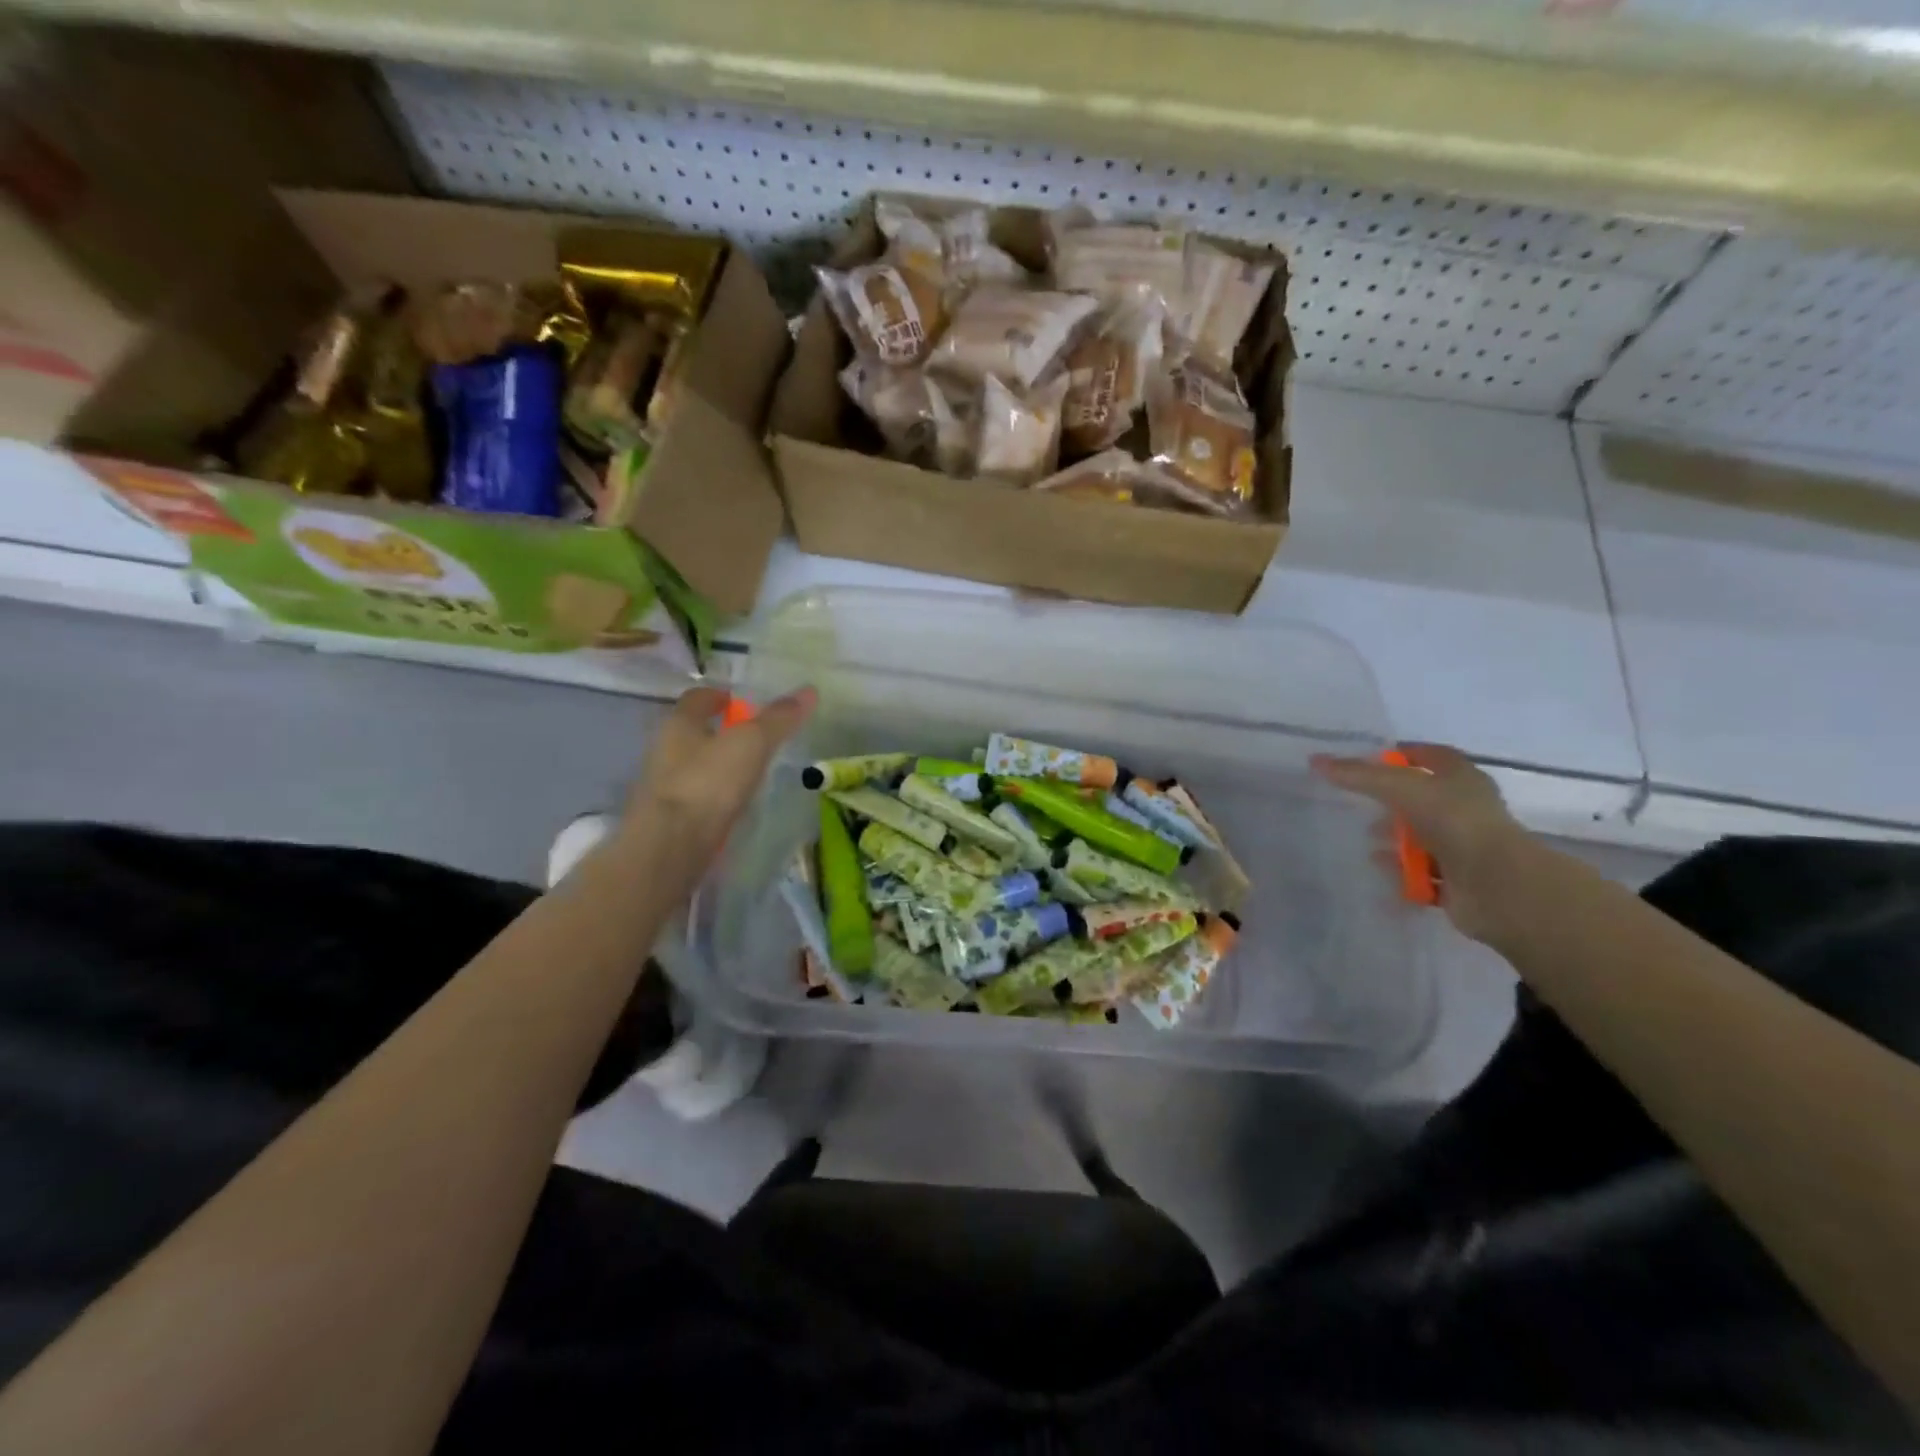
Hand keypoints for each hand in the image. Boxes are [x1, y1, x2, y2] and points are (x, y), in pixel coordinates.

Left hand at [623, 685, 815, 870]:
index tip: (740, 701)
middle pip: (692, 733)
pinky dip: (713, 797)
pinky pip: (695, 799)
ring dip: (716, 766)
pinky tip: (733, 806)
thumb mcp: (752, 744)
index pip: (697, 699)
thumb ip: (778, 719)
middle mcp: (664, 751)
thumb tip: (808, 690)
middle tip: (752, 738)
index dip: (719, 696)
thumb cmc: (708, 782)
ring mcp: (663, 788)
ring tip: (749, 773)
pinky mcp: (668, 820)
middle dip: (718, 733)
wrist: (670, 846)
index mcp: (679, 724)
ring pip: (692, 767)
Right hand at [1312, 743, 1533, 942]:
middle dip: (1391, 800)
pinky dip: (1400, 869)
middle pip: (1423, 798)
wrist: (1495, 884)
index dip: (1403, 754)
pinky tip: (1378, 867)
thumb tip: (1315, 760)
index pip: (1432, 755)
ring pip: (1421, 836)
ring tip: (1366, 839)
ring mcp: (1463, 846)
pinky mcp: (1456, 880)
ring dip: (1395, 838)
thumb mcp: (1400, 788)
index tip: (1369, 758)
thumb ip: (1358, 775)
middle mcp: (1465, 809)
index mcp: (1462, 779)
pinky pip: (1421, 871)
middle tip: (1358, 802)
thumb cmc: (1453, 822)